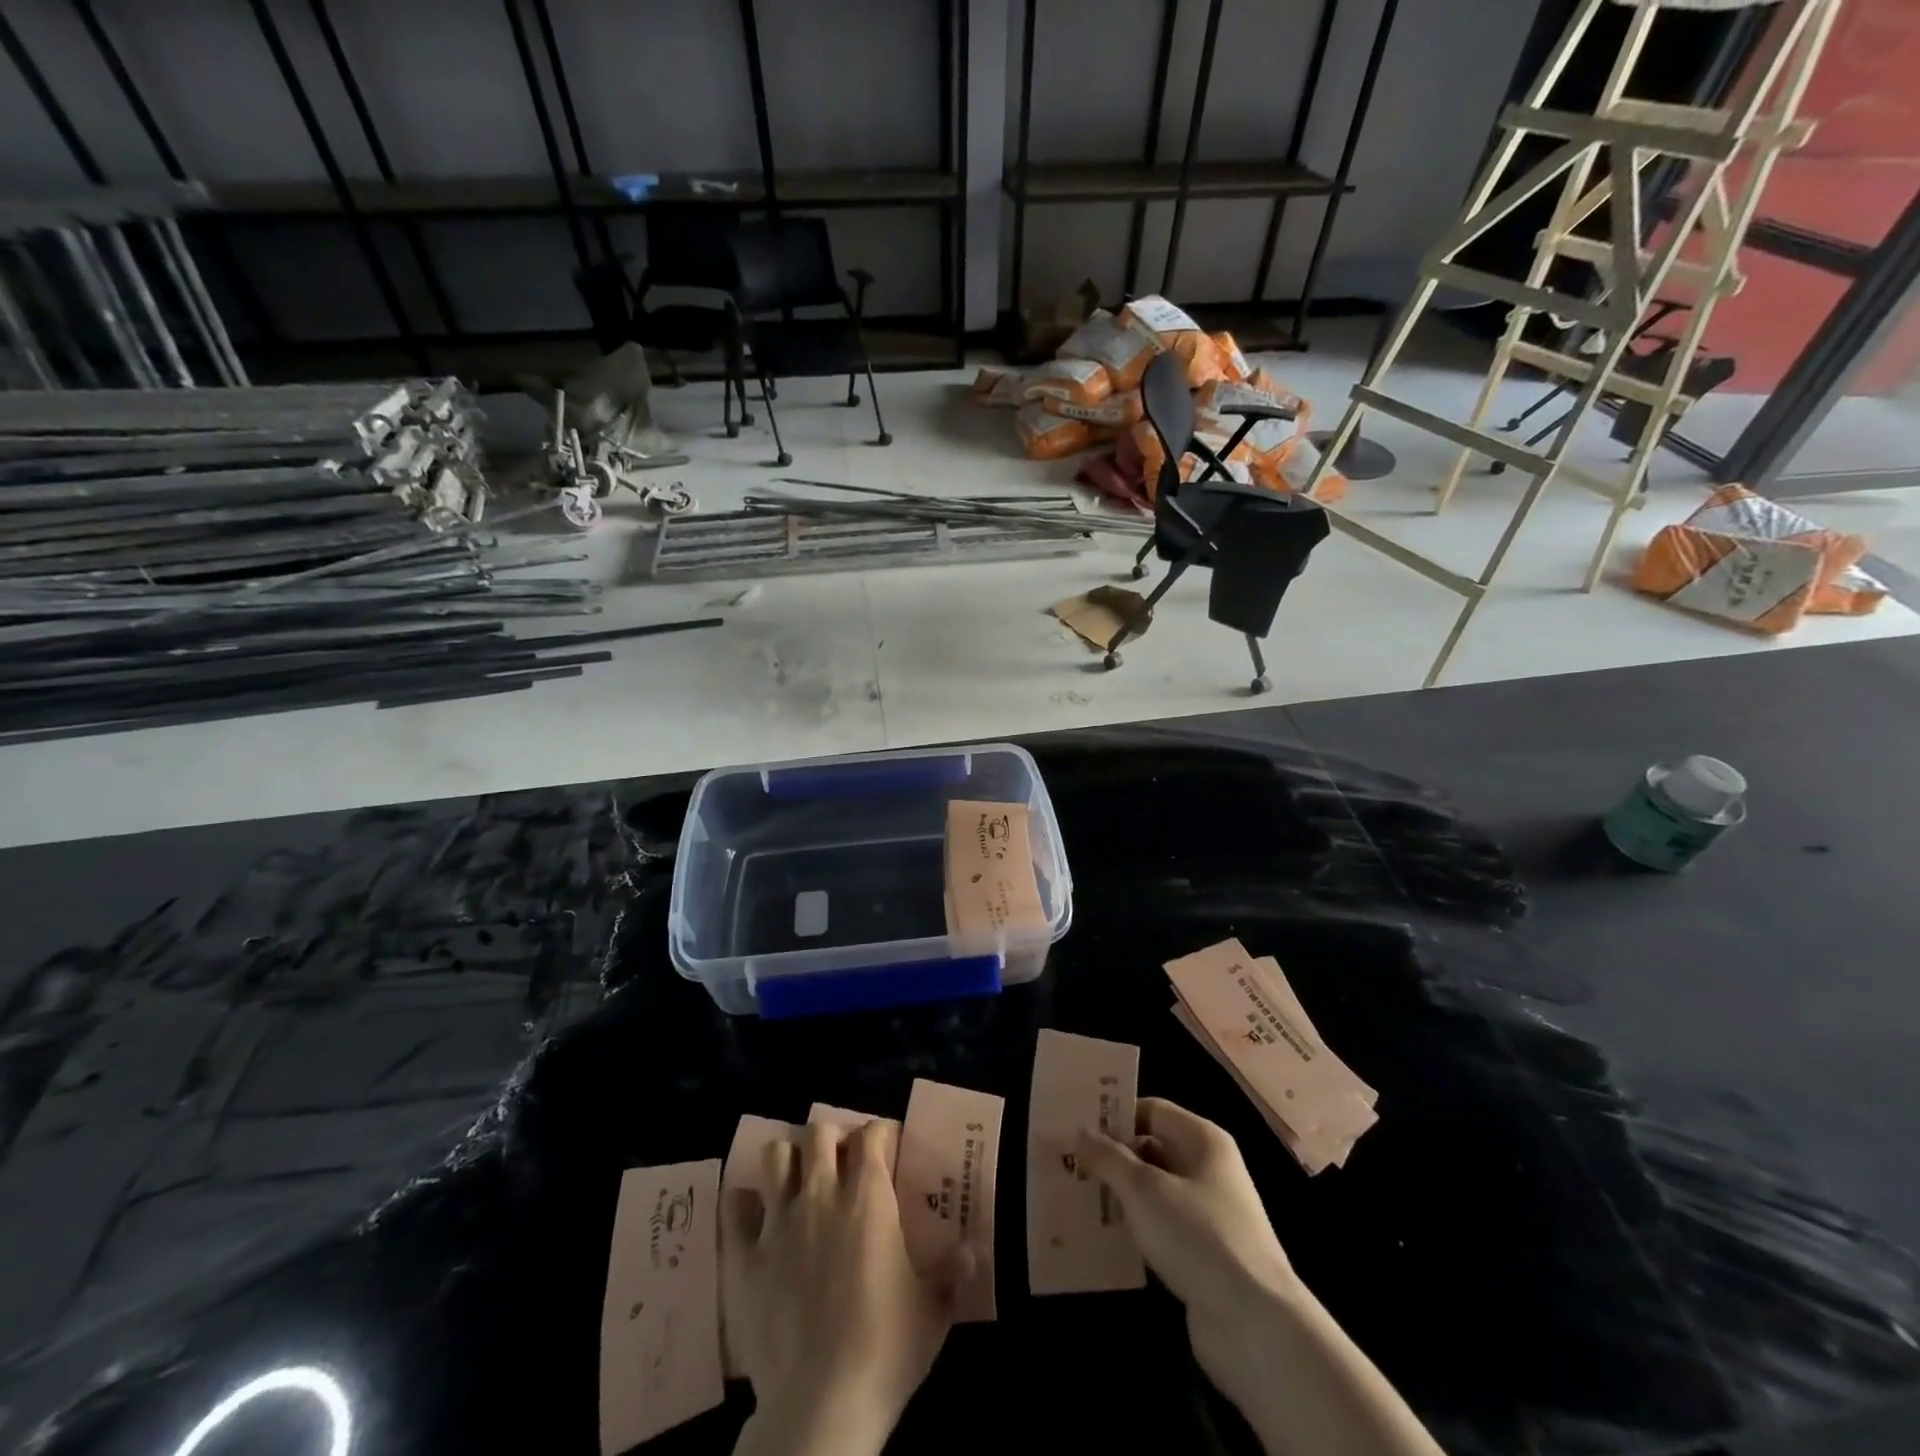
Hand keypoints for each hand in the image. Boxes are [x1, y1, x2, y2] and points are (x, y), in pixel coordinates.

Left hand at [723, 1121, 967, 1455]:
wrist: (821, 1406)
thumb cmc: (885, 1349)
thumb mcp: (933, 1310)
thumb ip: (952, 1271)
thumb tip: (974, 1249)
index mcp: (868, 1198)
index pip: (872, 1133)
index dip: (882, 1133)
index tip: (890, 1148)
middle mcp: (821, 1195)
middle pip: (819, 1132)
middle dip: (833, 1139)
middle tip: (844, 1163)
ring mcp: (778, 1223)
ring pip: (776, 1156)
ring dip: (790, 1160)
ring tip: (801, 1181)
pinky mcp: (744, 1257)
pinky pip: (736, 1208)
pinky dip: (746, 1203)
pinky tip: (756, 1214)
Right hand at [1075, 1098, 1297, 1414]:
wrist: (1254, 1325)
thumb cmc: (1198, 1236)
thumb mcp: (1144, 1189)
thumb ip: (1109, 1157)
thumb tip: (1082, 1132)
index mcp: (1203, 1140)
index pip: (1152, 1110)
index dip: (1116, 1115)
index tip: (1076, 1125)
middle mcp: (1209, 1169)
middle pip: (1153, 1149)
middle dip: (1113, 1156)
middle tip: (1068, 1161)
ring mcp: (1209, 1214)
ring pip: (1155, 1191)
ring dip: (1121, 1194)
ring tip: (1076, 1195)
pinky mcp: (1204, 1255)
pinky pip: (1161, 1227)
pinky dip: (1136, 1228)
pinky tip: (1103, 1236)